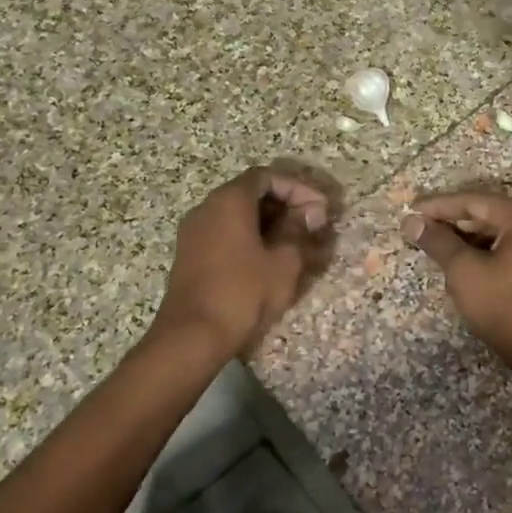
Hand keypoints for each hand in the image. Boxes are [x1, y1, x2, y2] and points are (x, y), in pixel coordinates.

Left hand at [153, 167, 330, 356]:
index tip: (320, 209)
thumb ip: (298, 230)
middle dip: (286, 205)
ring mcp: (194, 231)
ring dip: (270, 223)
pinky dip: (251, 237)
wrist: (192, 336)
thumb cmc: (243, 293)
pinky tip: (271, 259)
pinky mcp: (191, 255)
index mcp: (229, 200)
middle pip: (251, 193)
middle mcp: (207, 207)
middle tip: (313, 225)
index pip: (267, 176)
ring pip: (238, 215)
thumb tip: (309, 213)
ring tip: (298, 244)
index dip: (298, 188)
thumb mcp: (283, 262)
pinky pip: (225, 233)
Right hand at [404, 192, 511, 366]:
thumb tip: (412, 221)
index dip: (439, 206)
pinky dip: (491, 251)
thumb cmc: (506, 308)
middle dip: (455, 222)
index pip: (475, 202)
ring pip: (504, 232)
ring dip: (472, 238)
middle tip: (423, 229)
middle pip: (491, 214)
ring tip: (440, 246)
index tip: (411, 210)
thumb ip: (438, 242)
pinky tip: (469, 262)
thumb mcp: (464, 272)